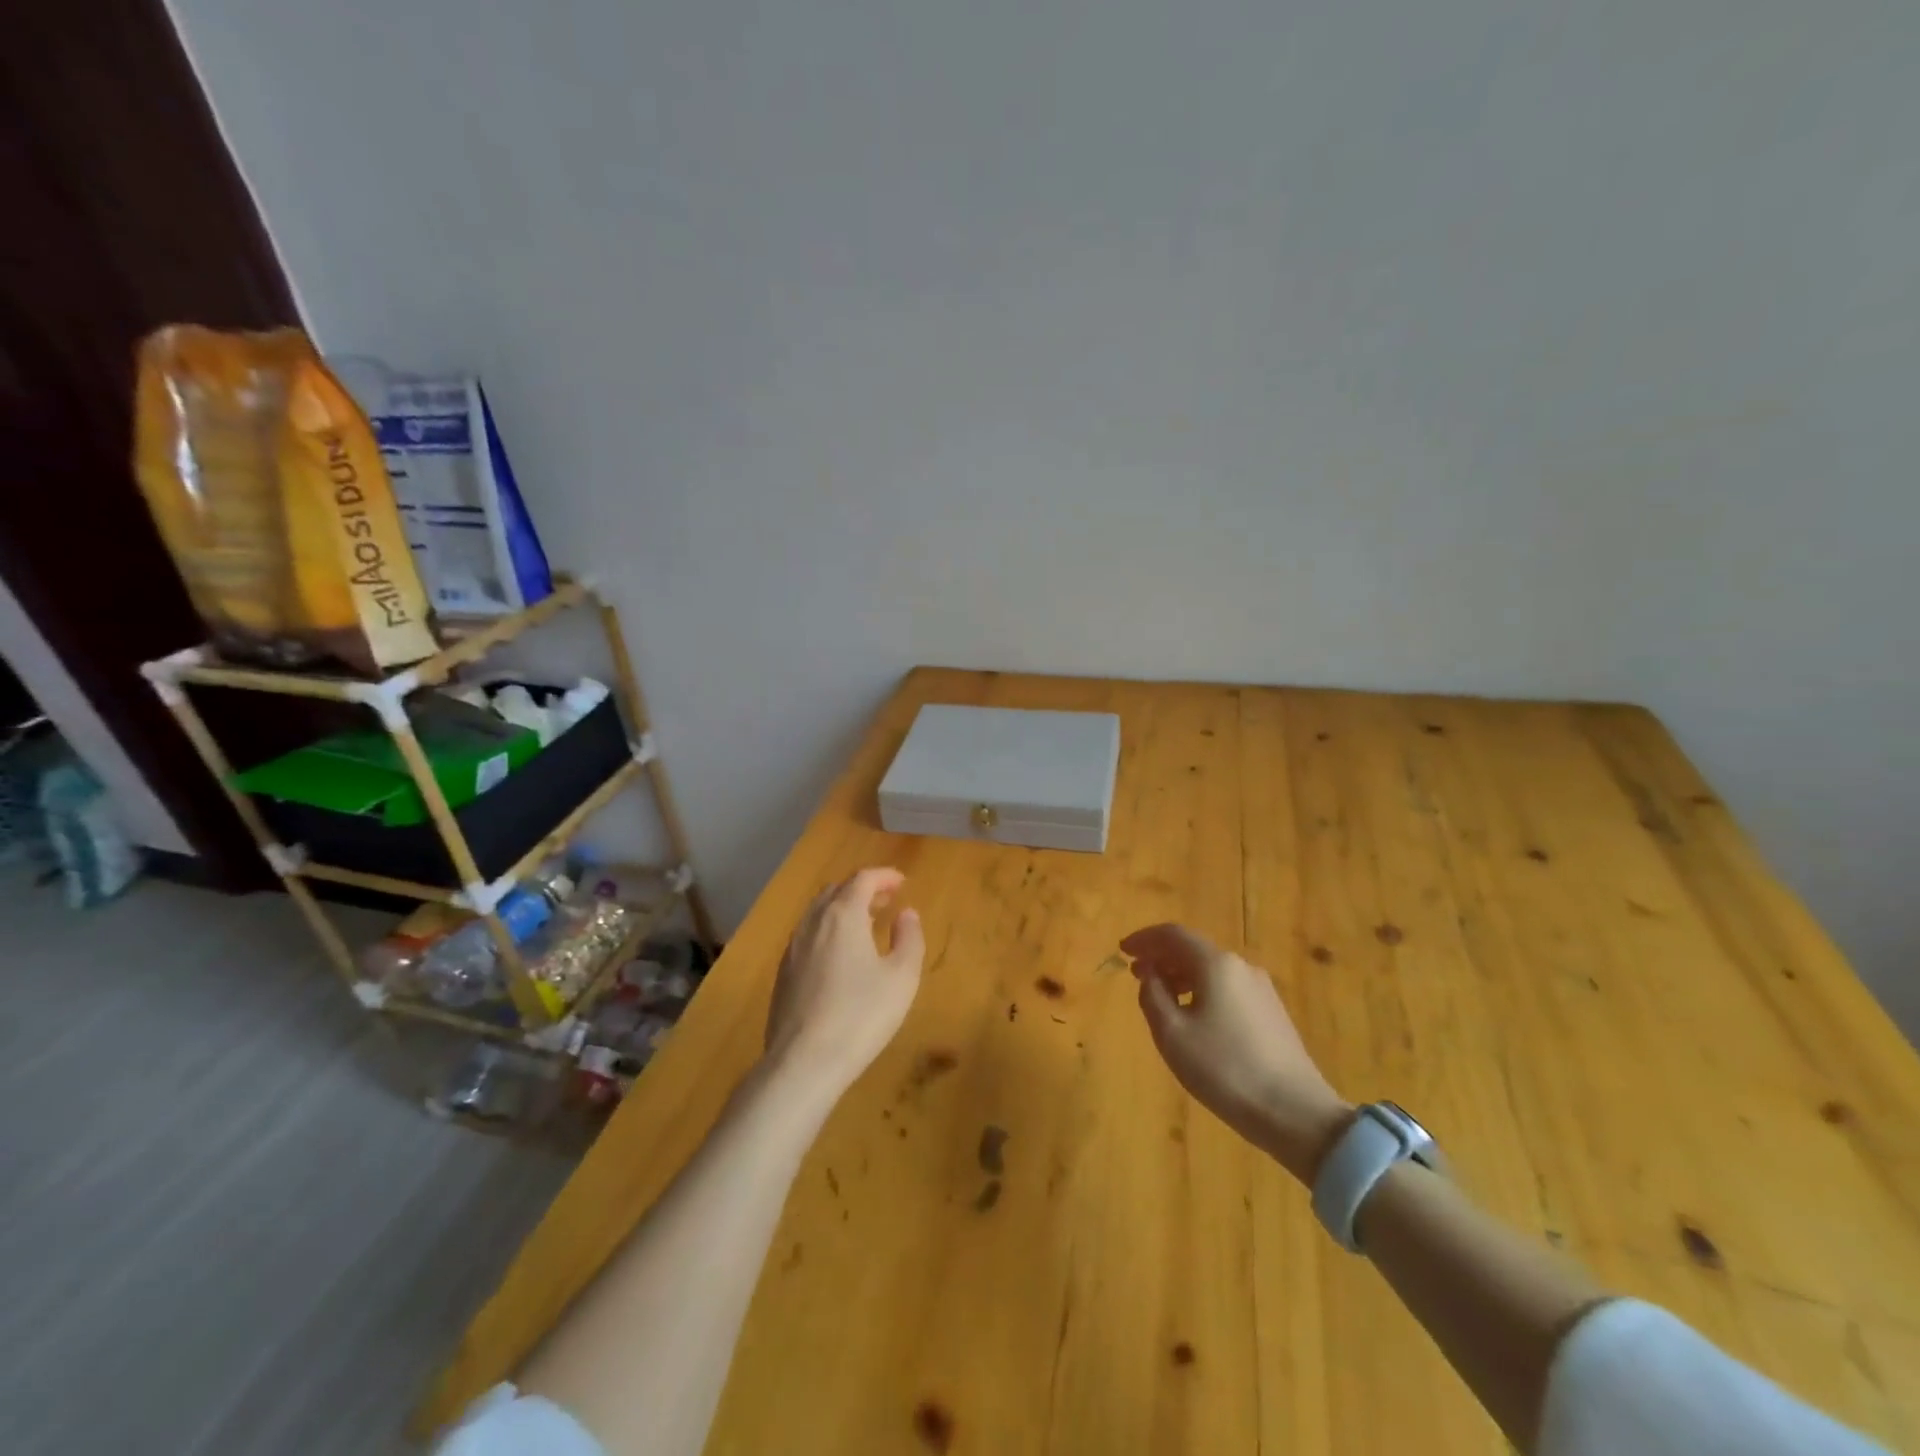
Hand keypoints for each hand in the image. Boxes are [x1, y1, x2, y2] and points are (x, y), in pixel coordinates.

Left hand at [765, 868, 924, 1094]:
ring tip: (864, 926)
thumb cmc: (861, 1015)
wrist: (803, 1062)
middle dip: (861, 889)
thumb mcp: (901, 978)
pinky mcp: (782, 974)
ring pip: (817, 913)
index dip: (884, 876)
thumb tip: (906, 913)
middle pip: (836, 891)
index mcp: (843, 916)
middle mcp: (813, 923)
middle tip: (884, 901)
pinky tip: (838, 957)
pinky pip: (807, 936)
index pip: (862, 880)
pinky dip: (826, 931)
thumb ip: (909, 939)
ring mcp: (792, 949)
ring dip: (842, 910)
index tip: (902, 882)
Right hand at [1123, 923, 1351, 1182]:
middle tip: (1136, 974)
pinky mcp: (1272, 1012)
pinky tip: (1193, 1015)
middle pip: (1193, 949)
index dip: (1144, 938)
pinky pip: (1227, 987)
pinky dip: (1201, 990)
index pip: (1173, 935)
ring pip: (1211, 970)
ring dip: (1180, 975)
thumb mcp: (1172, 1034)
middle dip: (1161, 957)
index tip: (1122, 950)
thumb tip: (1151, 975)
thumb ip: (1152, 996)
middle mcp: (1241, 966)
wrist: (1296, 1113)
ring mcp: (1261, 989)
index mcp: (1216, 964)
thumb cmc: (1225, 1069)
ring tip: (1160, 997)